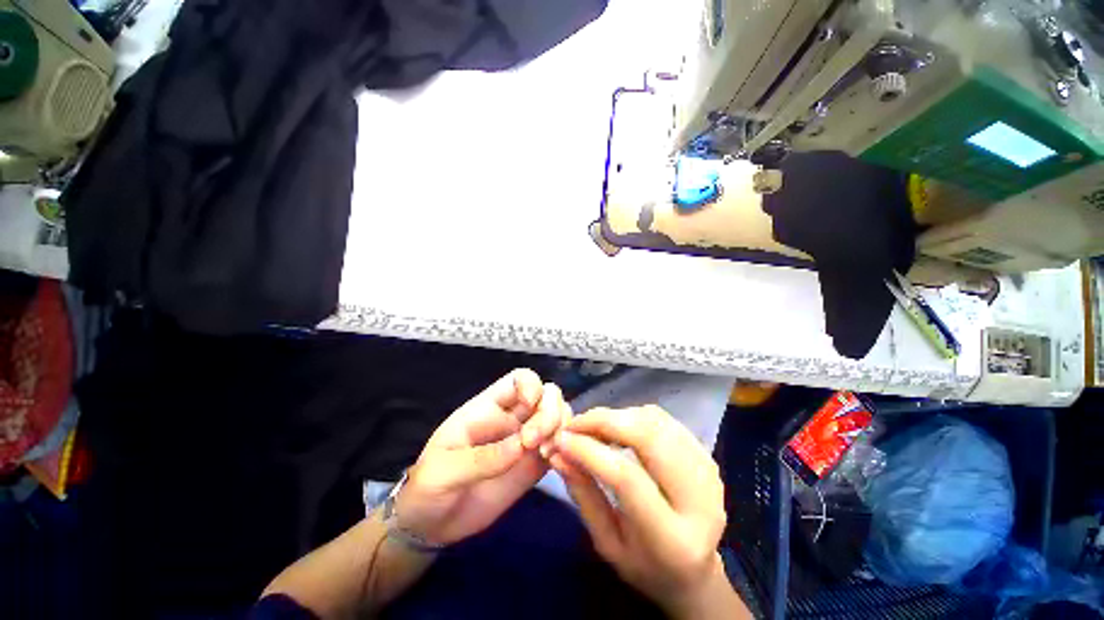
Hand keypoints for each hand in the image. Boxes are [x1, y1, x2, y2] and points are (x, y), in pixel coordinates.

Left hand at [395, 369, 570, 545]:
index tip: (529, 406)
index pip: (519, 379)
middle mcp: (512, 418)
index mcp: (488, 408)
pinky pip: (560, 445)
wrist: (432, 525)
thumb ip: (480, 459)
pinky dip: (565, 448)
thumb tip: (520, 446)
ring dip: (561, 429)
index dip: (531, 385)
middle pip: (547, 394)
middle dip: (548, 412)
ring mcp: (526, 440)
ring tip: (547, 455)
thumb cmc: (428, 489)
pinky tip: (556, 463)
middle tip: (533, 444)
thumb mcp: (442, 472)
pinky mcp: (535, 464)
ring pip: (559, 416)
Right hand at [549, 406, 731, 617]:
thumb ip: (583, 494)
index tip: (561, 439)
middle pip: (647, 437)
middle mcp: (699, 500)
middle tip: (574, 424)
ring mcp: (708, 472)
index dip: (589, 451)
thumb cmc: (645, 566)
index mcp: (672, 539)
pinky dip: (633, 416)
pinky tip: (616, 427)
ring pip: (655, 421)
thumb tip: (558, 452)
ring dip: (617, 416)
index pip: (627, 478)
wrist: (695, 571)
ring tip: (592, 427)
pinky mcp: (706, 456)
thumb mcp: (607, 543)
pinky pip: (663, 420)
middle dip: (604, 421)